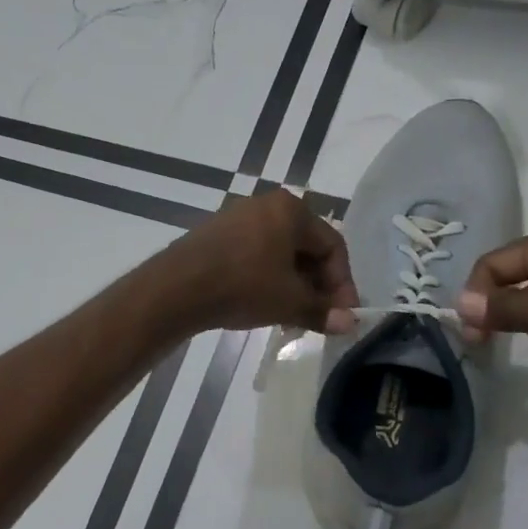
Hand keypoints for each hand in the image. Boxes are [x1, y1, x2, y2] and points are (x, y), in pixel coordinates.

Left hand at [155, 190, 358, 335]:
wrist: (177, 288)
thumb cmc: (243, 286)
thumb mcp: (289, 302)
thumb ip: (323, 311)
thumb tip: (350, 324)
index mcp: (291, 210)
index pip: (332, 245)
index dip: (343, 283)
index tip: (343, 314)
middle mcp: (266, 205)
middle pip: (306, 247)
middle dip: (317, 285)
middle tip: (319, 316)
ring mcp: (238, 217)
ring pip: (280, 253)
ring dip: (293, 285)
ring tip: (292, 316)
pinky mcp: (217, 234)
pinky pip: (255, 254)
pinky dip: (268, 278)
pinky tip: (264, 305)